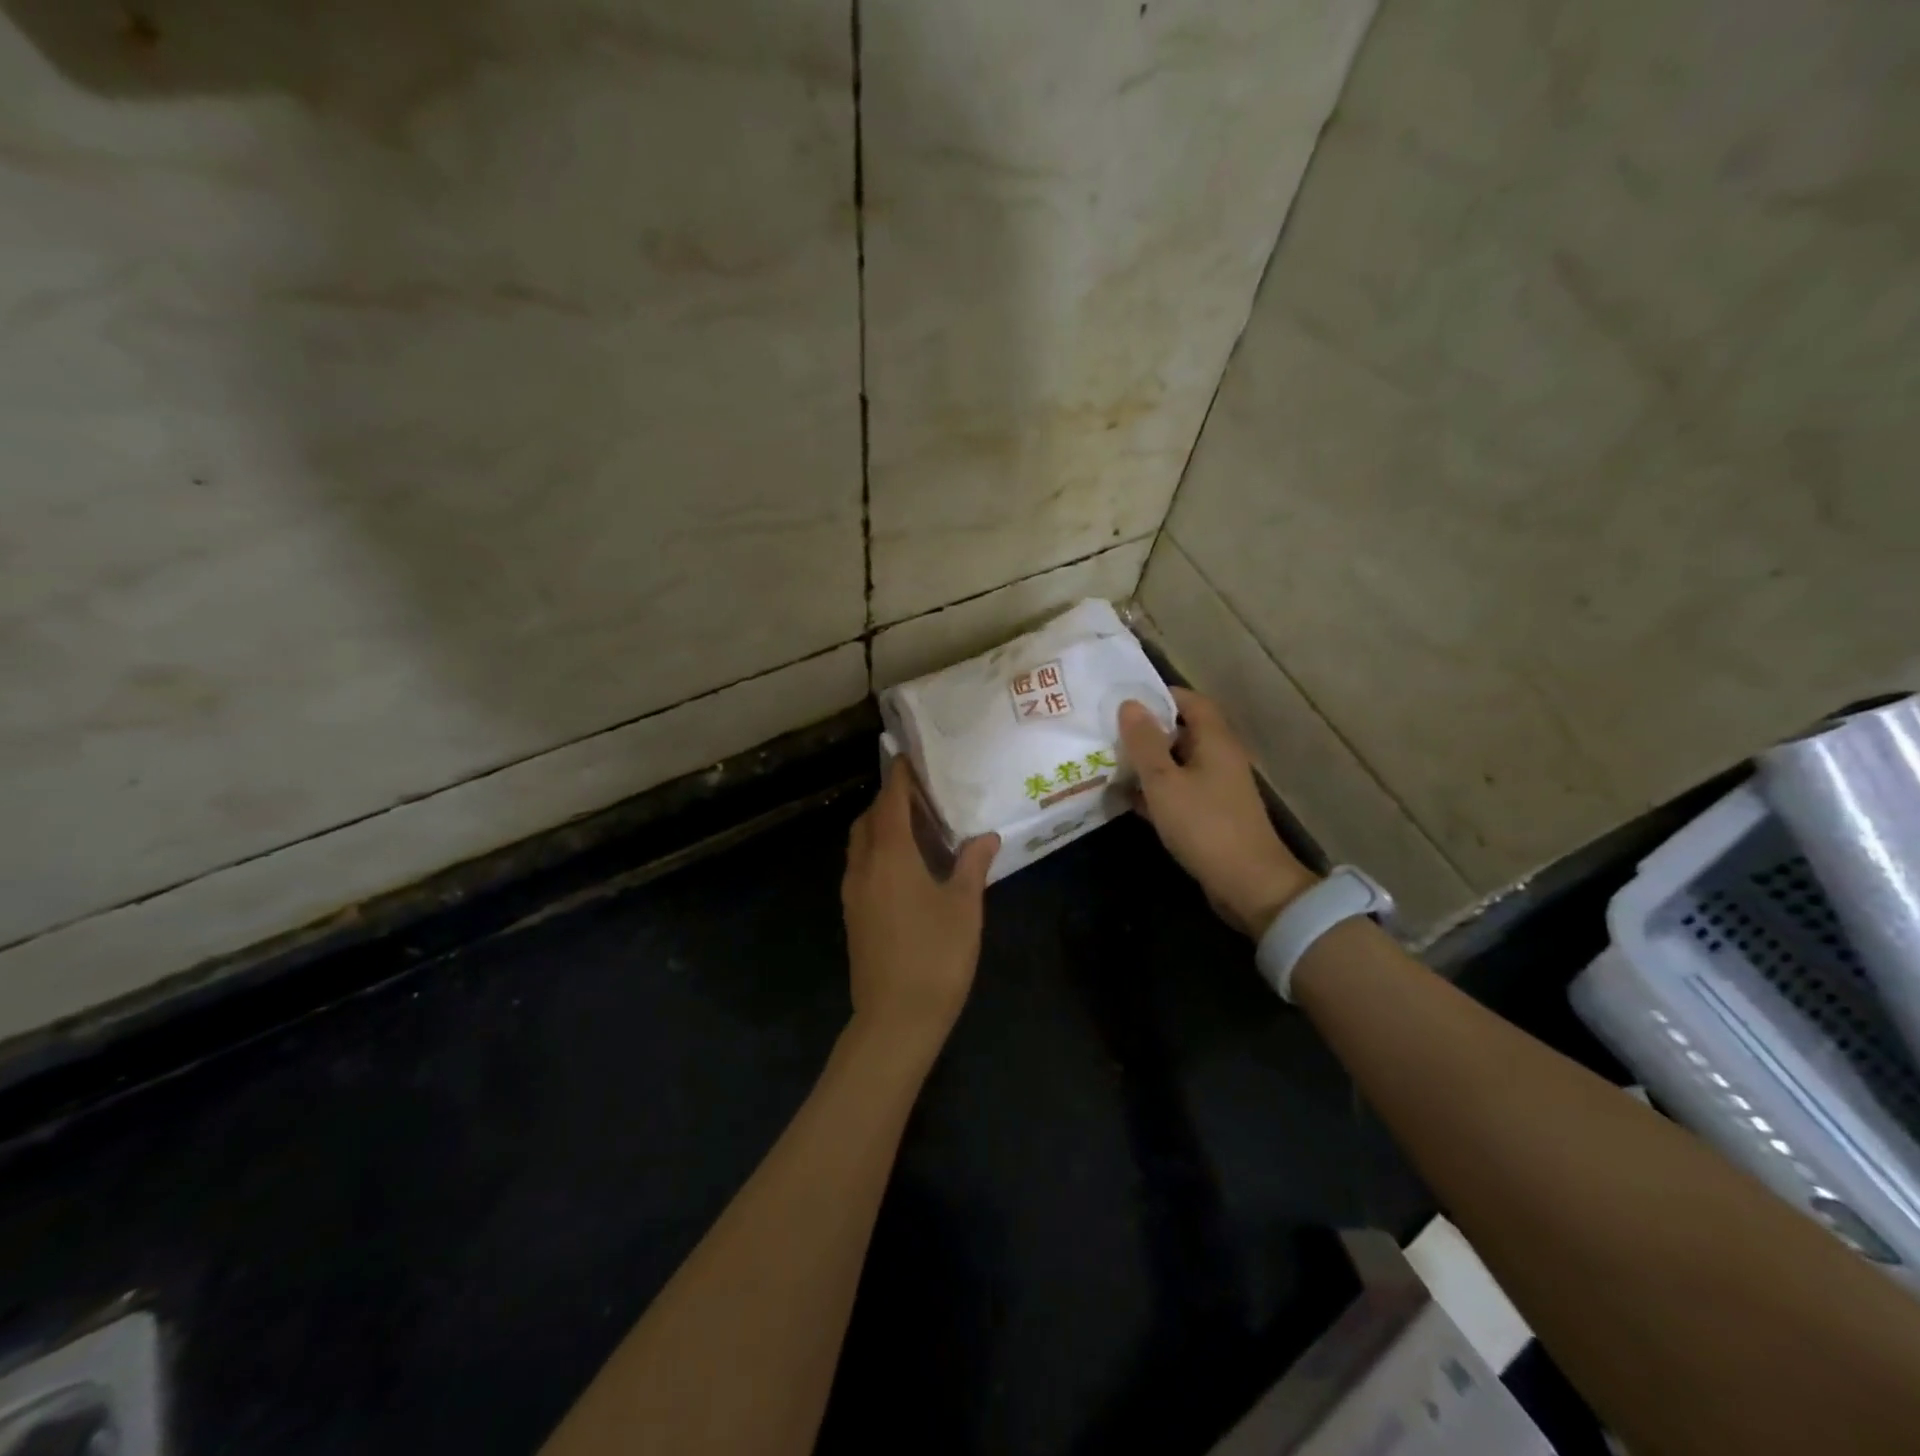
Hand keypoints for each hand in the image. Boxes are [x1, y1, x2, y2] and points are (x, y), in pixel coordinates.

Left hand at [841, 758, 998, 1054]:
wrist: (894, 1020)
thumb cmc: (935, 957)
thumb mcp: (964, 908)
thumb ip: (972, 866)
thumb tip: (986, 836)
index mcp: (890, 857)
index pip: (889, 802)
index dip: (899, 778)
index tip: (911, 758)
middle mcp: (863, 867)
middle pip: (868, 820)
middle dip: (889, 801)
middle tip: (923, 797)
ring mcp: (853, 893)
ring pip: (861, 844)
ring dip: (881, 827)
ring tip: (918, 829)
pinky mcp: (853, 915)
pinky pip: (861, 866)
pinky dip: (878, 852)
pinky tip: (908, 868)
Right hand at [1119, 688, 1316, 937]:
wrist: (1248, 883)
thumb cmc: (1204, 825)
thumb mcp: (1164, 781)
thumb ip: (1144, 742)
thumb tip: (1129, 704)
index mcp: (1214, 740)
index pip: (1189, 700)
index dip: (1158, 695)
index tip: (1123, 700)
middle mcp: (1219, 757)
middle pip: (1182, 731)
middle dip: (1147, 730)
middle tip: (1108, 730)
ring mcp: (1217, 787)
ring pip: (1177, 763)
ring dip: (1148, 762)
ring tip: (1109, 761)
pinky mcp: (1211, 814)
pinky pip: (1179, 790)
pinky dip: (1156, 790)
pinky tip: (1127, 798)